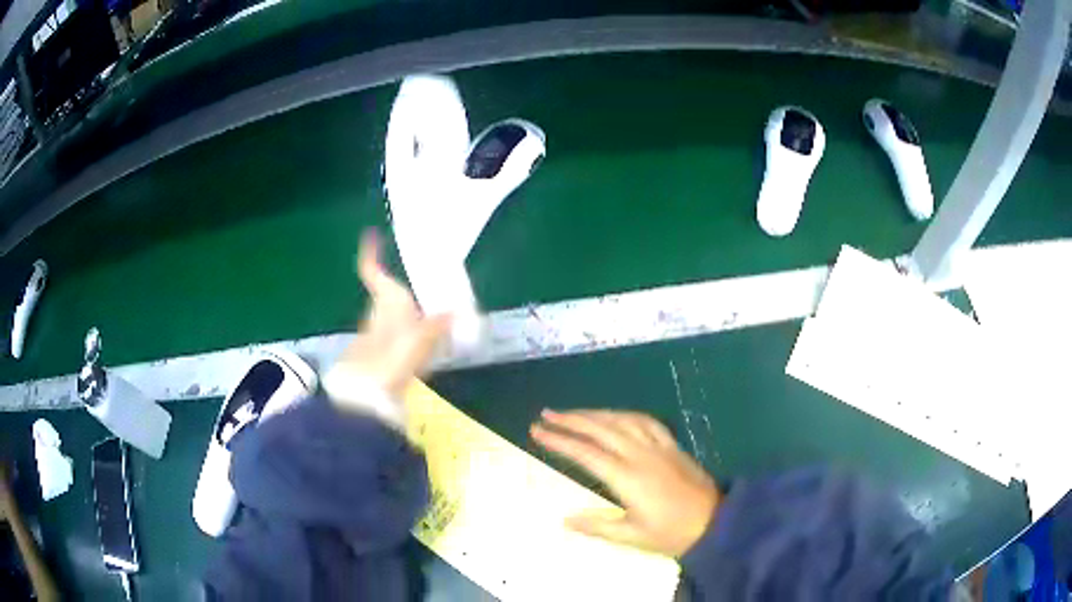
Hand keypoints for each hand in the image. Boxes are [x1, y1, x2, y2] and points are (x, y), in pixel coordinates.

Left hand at [330, 230, 451, 402]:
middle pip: (385, 292)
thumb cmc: (394, 355)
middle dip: (400, 287)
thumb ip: (439, 324)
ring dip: (405, 310)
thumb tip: (459, 311)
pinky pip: (396, 333)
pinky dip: (408, 331)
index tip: (371, 235)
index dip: (370, 252)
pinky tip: (425, 339)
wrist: (369, 394)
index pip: (371, 270)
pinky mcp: (380, 353)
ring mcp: (376, 332)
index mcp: (386, 299)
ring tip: (432, 308)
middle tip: (424, 282)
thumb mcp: (423, 337)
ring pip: (391, 313)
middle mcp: (377, 311)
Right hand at [531, 409, 718, 556]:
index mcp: (627, 478)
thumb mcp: (632, 537)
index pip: (586, 453)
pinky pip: (646, 422)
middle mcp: (640, 455)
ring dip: (595, 414)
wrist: (715, 522)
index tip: (537, 431)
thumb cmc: (671, 533)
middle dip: (571, 420)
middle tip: (546, 415)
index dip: (559, 441)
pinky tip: (615, 416)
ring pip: (622, 420)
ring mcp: (658, 447)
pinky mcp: (672, 446)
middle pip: (601, 429)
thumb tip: (565, 519)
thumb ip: (597, 526)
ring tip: (573, 413)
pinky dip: (625, 415)